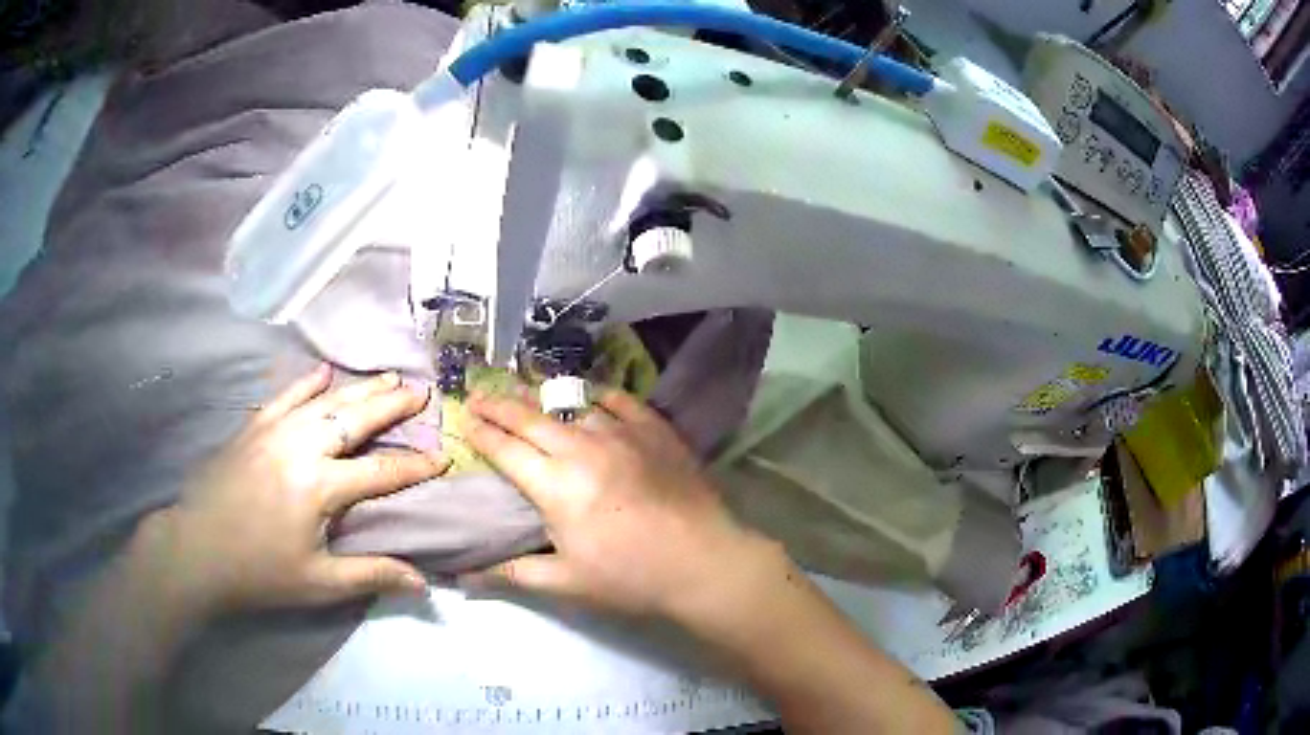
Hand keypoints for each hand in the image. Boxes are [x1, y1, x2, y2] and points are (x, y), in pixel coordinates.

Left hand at [139, 365, 448, 618]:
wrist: (197, 550)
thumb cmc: (260, 572)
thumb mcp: (319, 584)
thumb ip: (371, 575)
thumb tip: (423, 583)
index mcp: (319, 487)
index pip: (380, 470)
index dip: (414, 465)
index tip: (442, 456)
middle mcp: (300, 447)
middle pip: (354, 419)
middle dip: (392, 406)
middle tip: (421, 393)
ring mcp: (274, 431)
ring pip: (325, 400)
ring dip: (359, 388)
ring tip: (388, 377)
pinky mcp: (253, 427)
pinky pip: (285, 396)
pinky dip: (306, 382)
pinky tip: (324, 371)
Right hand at [462, 390, 783, 620]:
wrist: (704, 562)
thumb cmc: (630, 578)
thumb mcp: (565, 583)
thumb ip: (511, 574)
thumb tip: (462, 577)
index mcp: (554, 485)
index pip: (506, 449)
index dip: (481, 433)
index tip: (465, 420)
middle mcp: (583, 448)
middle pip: (530, 418)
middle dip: (499, 405)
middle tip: (479, 396)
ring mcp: (622, 433)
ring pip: (572, 404)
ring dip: (543, 399)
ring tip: (525, 395)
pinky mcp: (655, 430)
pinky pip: (620, 401)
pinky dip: (598, 397)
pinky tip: (591, 397)